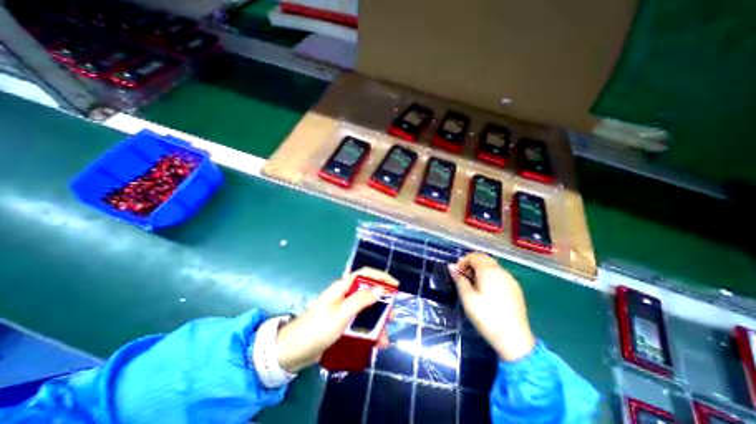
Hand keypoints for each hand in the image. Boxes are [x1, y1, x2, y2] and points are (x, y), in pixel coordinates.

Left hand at [277, 269, 396, 371]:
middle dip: (382, 303)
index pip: (365, 274)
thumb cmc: (318, 328)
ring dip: (377, 322)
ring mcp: (343, 311)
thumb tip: (380, 288)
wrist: (293, 351)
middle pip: (367, 293)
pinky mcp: (341, 324)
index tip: (395, 286)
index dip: (381, 277)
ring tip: (385, 337)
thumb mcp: (342, 313)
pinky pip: (359, 324)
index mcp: (343, 288)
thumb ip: (361, 300)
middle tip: (392, 315)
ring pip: (365, 311)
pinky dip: (368, 332)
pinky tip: (375, 343)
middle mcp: (344, 296)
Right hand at [447, 252, 536, 359]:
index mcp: (489, 271)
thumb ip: (459, 279)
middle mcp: (501, 271)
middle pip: (484, 259)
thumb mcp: (467, 297)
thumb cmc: (486, 316)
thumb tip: (451, 266)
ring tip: (473, 285)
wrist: (514, 339)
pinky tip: (487, 291)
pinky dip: (490, 276)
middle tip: (463, 278)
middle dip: (471, 264)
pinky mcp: (515, 288)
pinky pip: (499, 274)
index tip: (457, 273)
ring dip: (480, 269)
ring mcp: (510, 279)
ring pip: (492, 266)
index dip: (463, 261)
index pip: (474, 256)